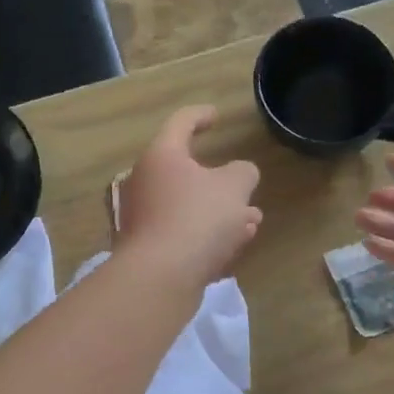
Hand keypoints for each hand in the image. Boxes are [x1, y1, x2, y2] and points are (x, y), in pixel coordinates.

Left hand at [117, 107, 261, 288]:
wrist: (160, 277)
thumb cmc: (197, 218)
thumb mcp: (234, 187)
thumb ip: (243, 172)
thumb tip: (240, 173)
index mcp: (162, 156)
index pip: (181, 123)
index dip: (201, 116)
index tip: (216, 117)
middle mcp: (144, 181)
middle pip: (185, 171)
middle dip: (221, 180)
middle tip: (244, 184)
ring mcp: (142, 216)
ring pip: (188, 205)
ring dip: (220, 210)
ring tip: (251, 220)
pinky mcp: (146, 248)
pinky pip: (181, 231)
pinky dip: (206, 233)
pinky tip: (233, 245)